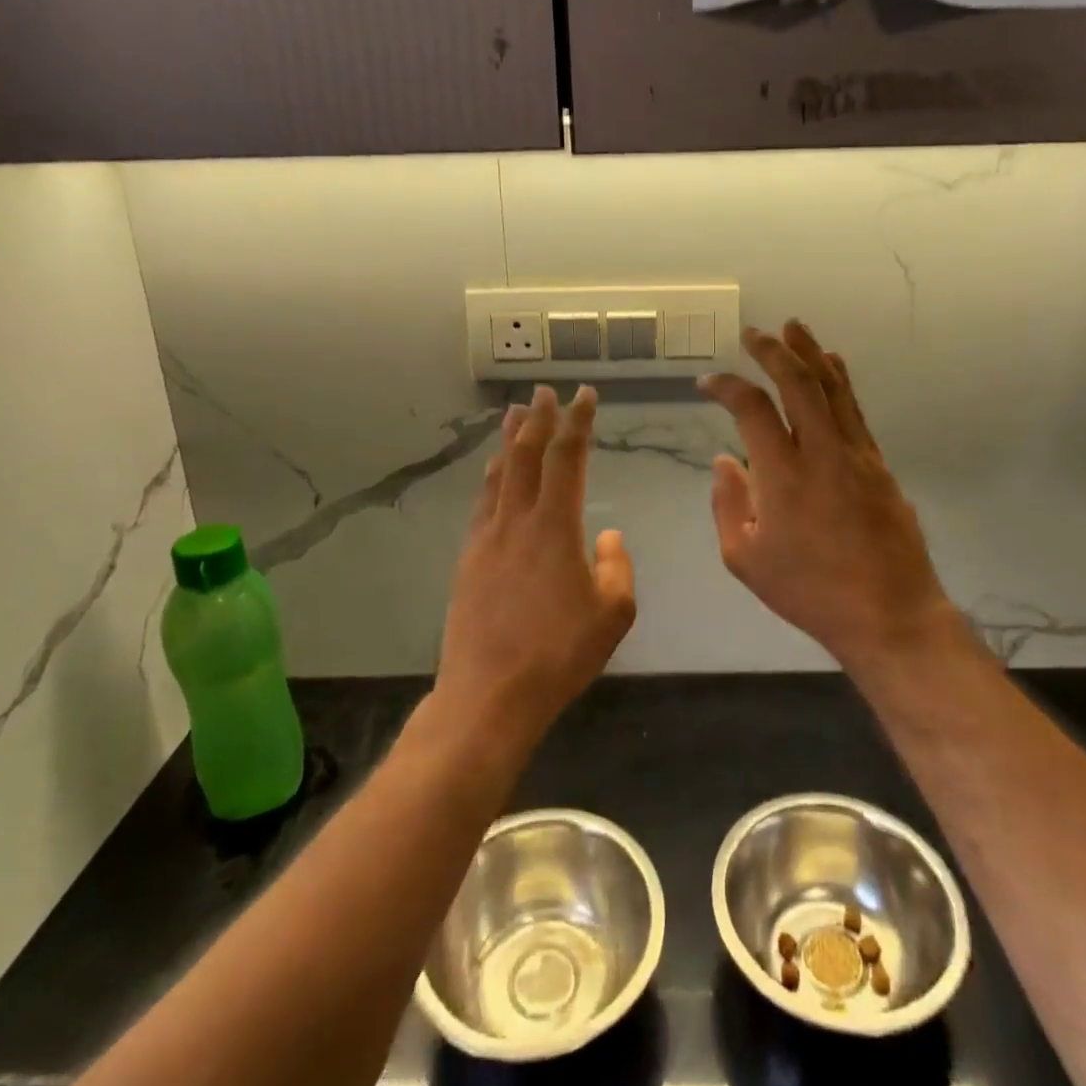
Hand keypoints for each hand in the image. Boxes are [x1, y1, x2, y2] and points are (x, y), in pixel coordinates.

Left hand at [436, 385, 635, 751]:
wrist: (490, 693)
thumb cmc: (559, 653)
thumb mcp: (613, 613)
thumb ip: (616, 567)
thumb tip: (607, 536)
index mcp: (555, 526)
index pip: (567, 458)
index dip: (577, 422)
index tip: (584, 396)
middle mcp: (516, 520)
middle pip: (526, 454)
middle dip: (538, 418)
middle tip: (543, 391)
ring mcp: (487, 538)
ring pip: (499, 474)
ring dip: (510, 440)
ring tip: (514, 414)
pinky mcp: (469, 559)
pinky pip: (482, 502)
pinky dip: (492, 476)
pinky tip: (494, 474)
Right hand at [699, 321, 950, 669]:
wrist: (889, 614)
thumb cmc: (809, 591)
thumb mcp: (745, 559)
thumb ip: (728, 504)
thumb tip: (725, 459)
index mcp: (783, 476)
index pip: (752, 409)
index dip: (727, 387)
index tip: (708, 382)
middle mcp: (822, 453)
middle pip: (798, 383)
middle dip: (772, 351)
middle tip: (753, 333)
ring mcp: (857, 455)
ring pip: (833, 388)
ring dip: (810, 353)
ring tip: (794, 328)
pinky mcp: (879, 465)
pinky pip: (855, 410)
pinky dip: (840, 381)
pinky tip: (832, 366)